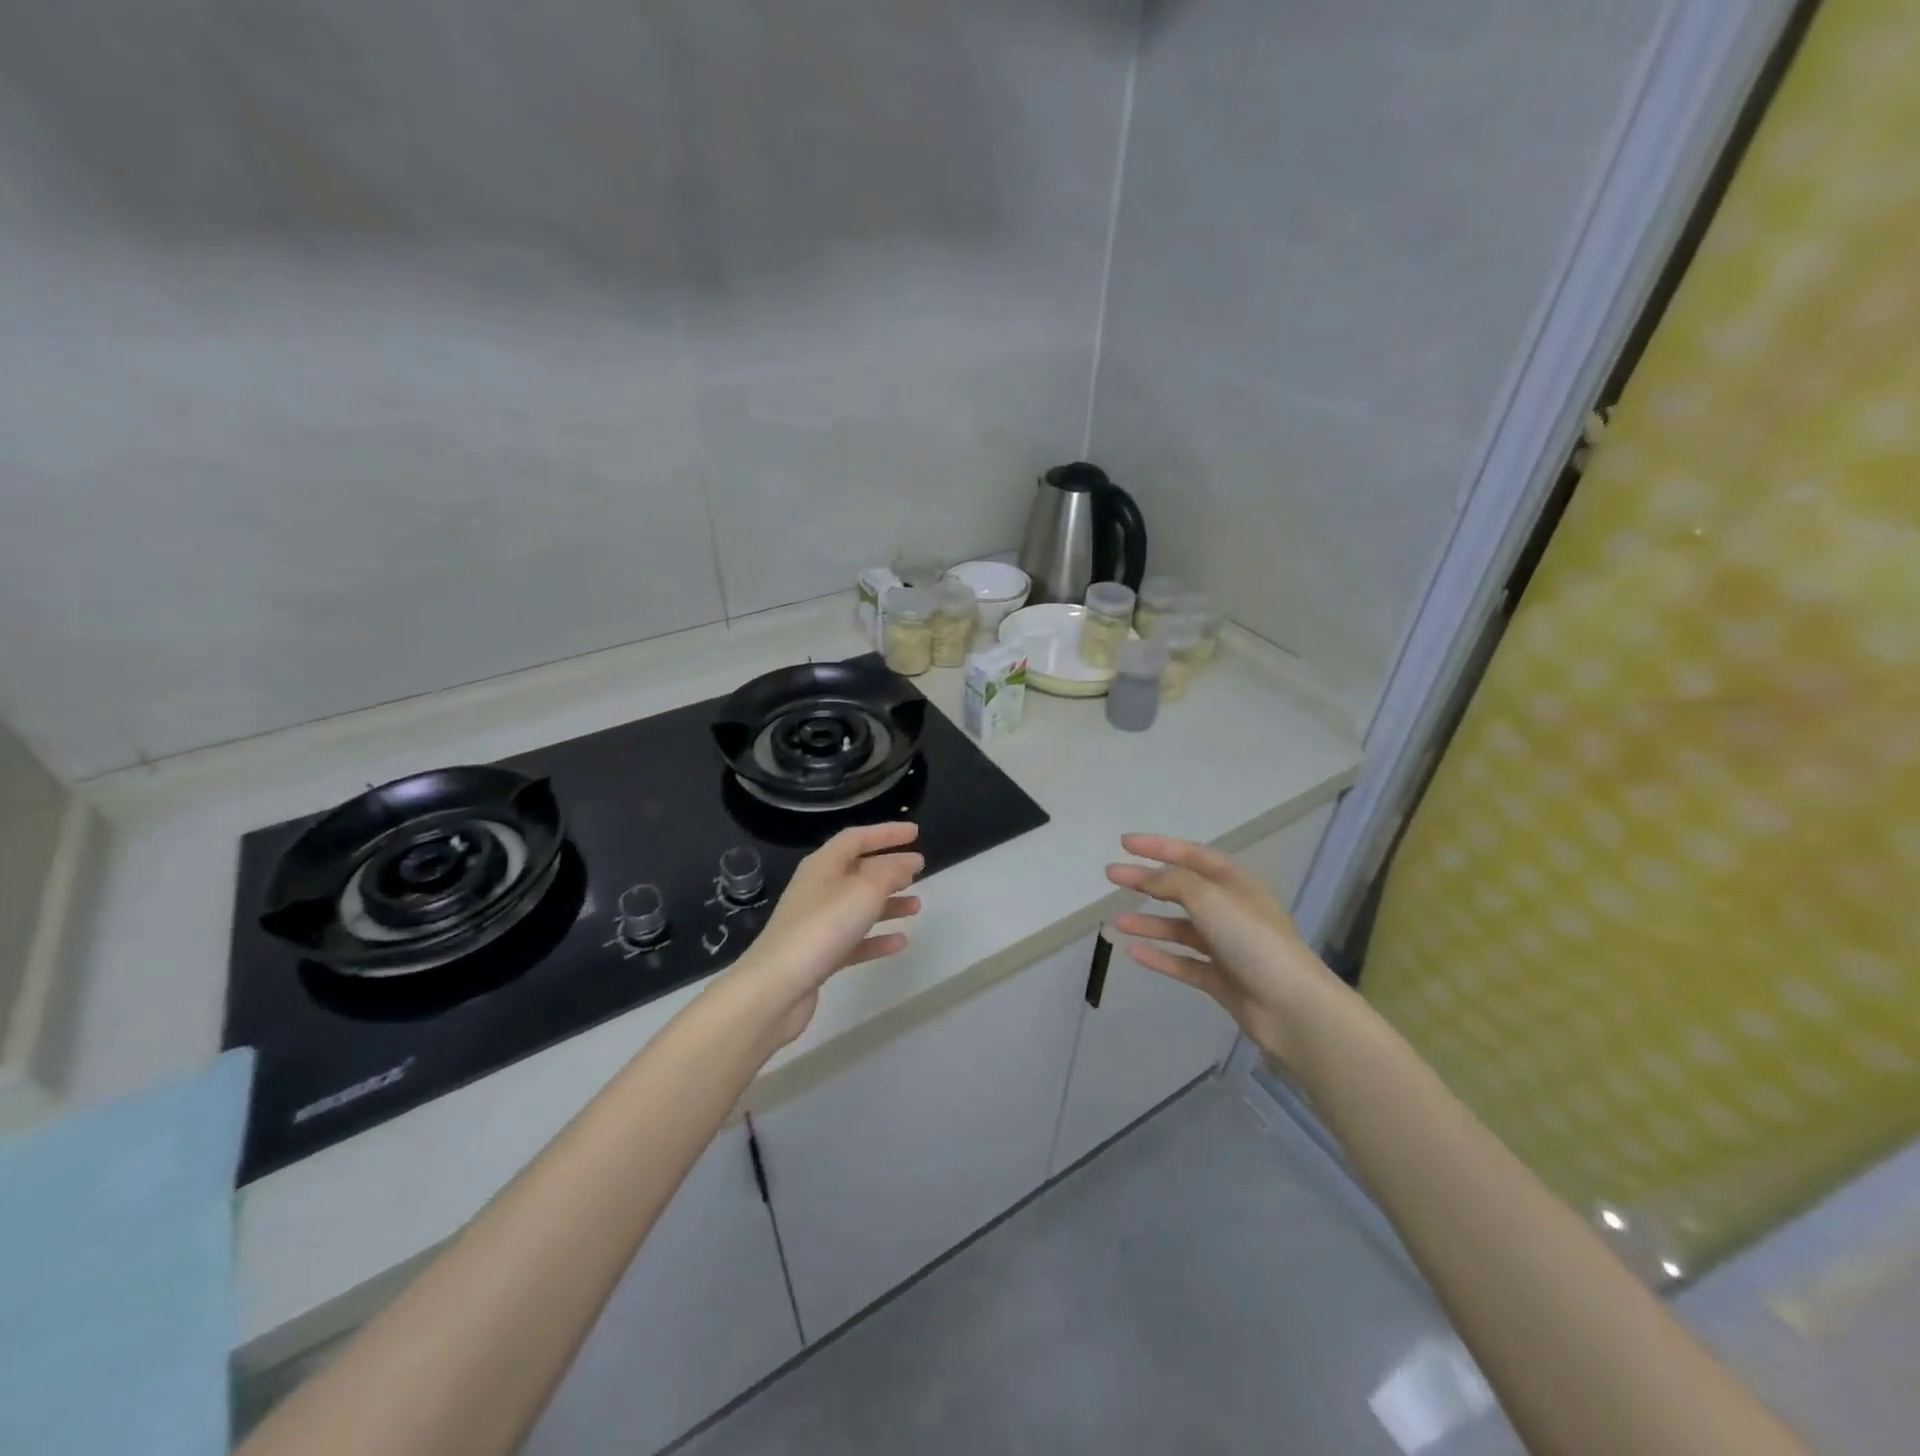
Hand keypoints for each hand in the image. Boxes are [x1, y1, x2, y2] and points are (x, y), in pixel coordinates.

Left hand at [731, 822, 923, 1046]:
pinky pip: (855, 939)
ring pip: (859, 905)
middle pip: (858, 870)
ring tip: (916, 906)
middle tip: (919, 869)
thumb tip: (908, 861)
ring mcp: (817, 923)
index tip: (915, 832)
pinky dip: (877, 938)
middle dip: (889, 868)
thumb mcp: (864, 891)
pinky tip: (900, 942)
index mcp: (823, 865)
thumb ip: (890, 873)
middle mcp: (818, 889)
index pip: (856, 838)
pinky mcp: (820, 955)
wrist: (776, 988)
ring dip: (888, 903)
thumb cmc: (822, 928)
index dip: (886, 833)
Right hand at [1106, 834, 1341, 1069]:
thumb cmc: (1252, 940)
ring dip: (1148, 922)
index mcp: (1235, 883)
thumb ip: (1173, 882)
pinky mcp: (1221, 978)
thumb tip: (1147, 877)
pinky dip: (1159, 956)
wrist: (1291, 1007)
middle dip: (1146, 882)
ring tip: (1114, 922)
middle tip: (1111, 876)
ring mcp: (1226, 946)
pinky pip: (1183, 962)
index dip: (1158, 846)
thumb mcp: (1209, 898)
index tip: (1124, 843)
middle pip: (1181, 889)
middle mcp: (1230, 910)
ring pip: (1179, 928)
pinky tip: (1133, 952)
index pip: (1191, 855)